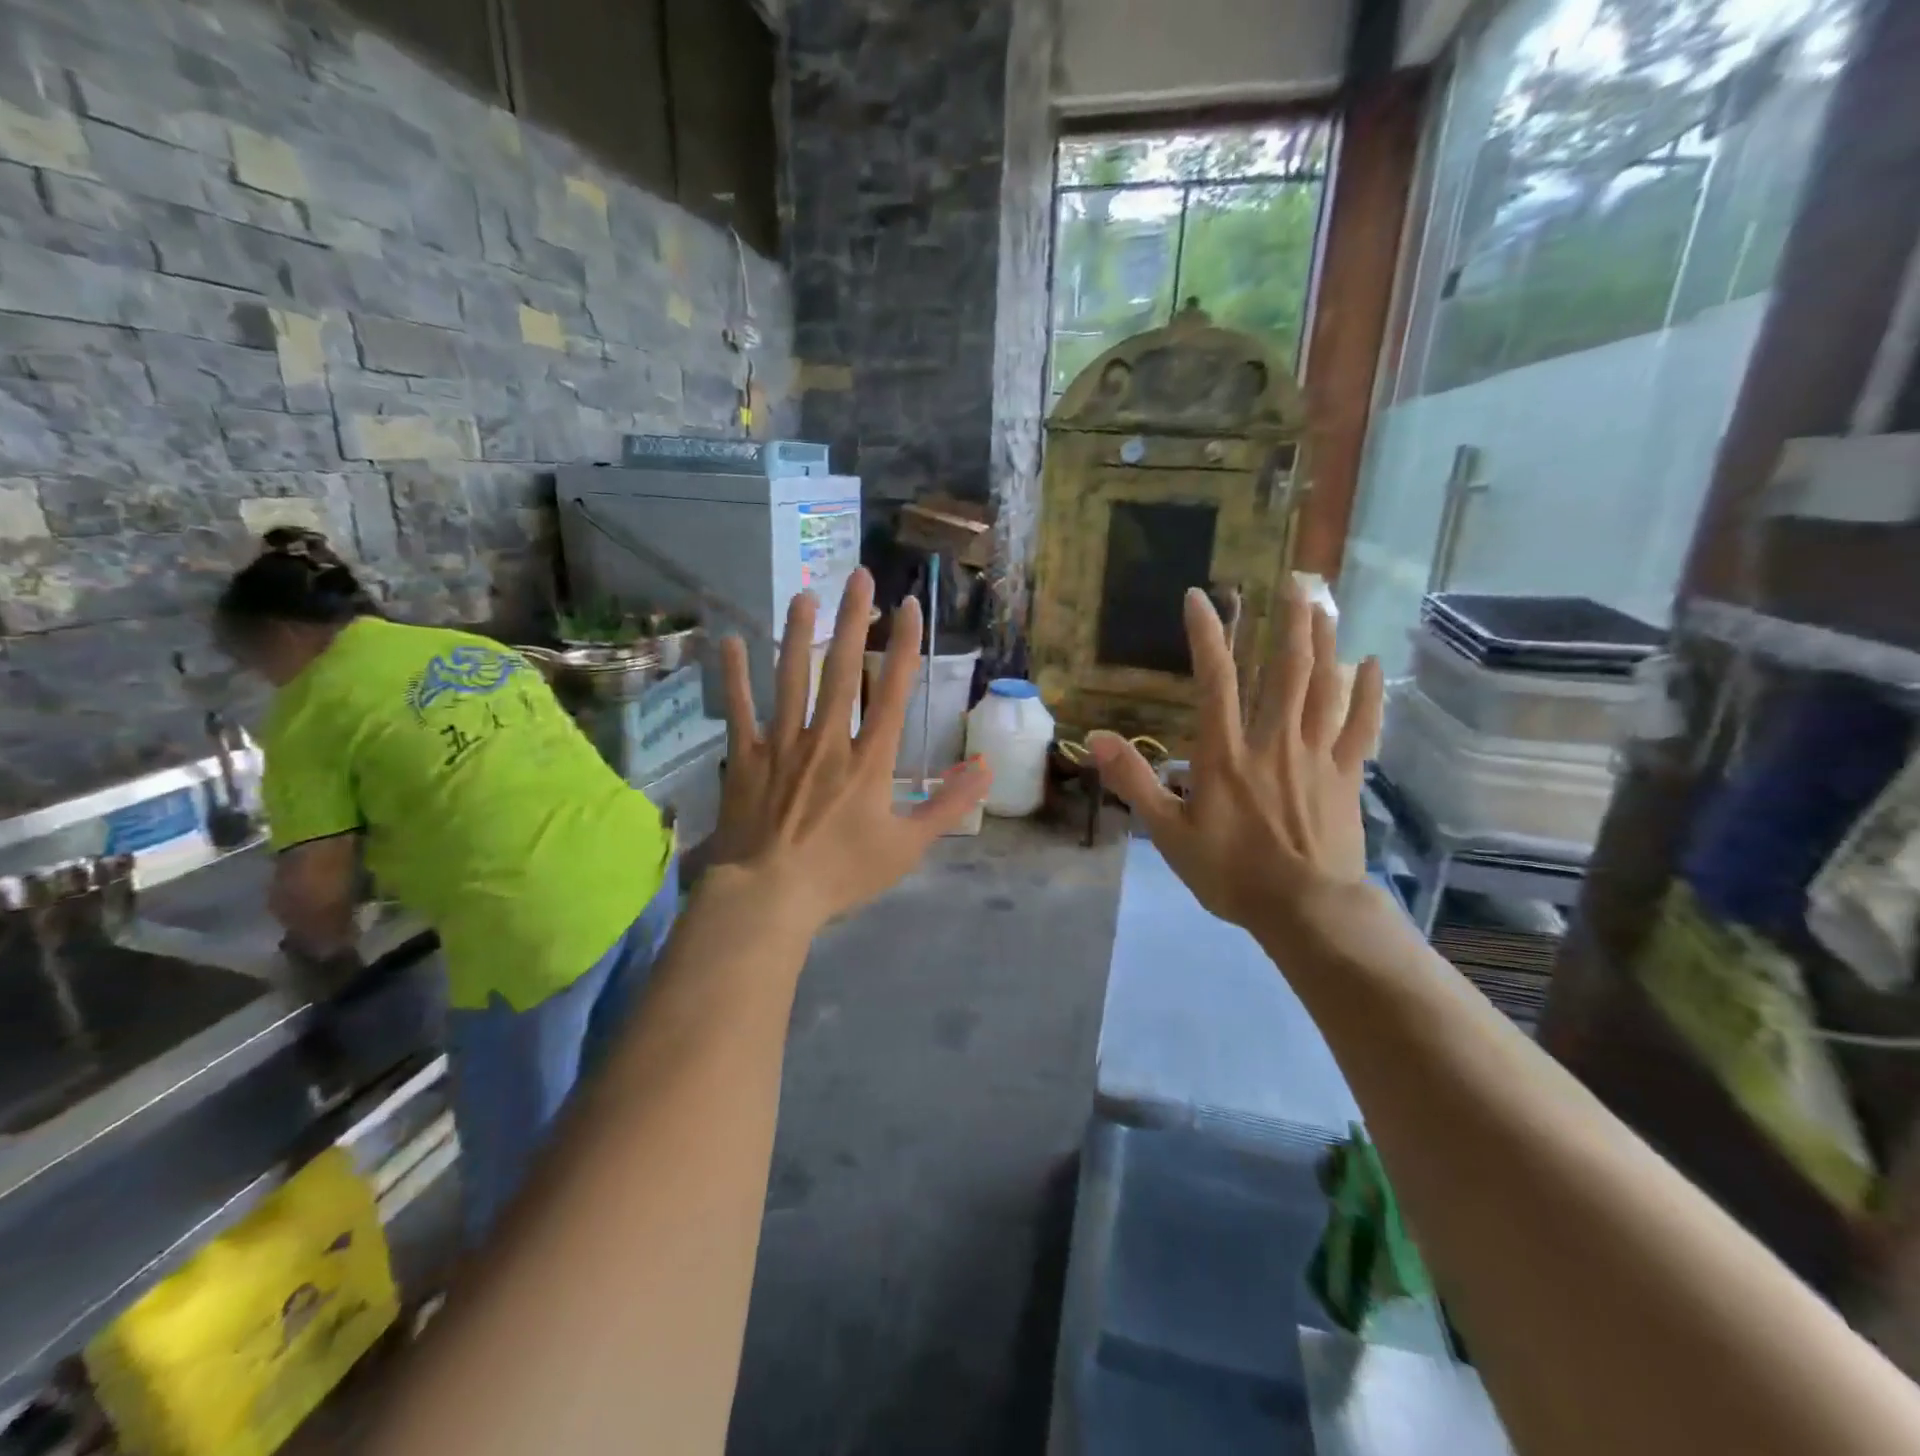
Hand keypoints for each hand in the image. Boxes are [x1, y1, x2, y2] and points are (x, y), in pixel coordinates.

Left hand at [711, 568, 990, 931]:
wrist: (770, 896)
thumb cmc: (842, 873)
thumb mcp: (907, 846)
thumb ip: (948, 805)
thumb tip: (986, 768)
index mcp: (869, 759)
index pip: (894, 691)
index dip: (905, 646)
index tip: (910, 606)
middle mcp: (827, 739)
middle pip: (842, 670)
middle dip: (854, 620)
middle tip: (859, 576)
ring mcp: (782, 745)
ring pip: (791, 678)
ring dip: (798, 634)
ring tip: (804, 594)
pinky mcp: (746, 758)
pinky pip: (740, 710)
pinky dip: (733, 676)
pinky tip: (730, 641)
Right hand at [1088, 582, 1382, 947]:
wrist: (1304, 910)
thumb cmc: (1230, 873)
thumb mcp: (1168, 833)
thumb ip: (1134, 782)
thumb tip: (1095, 737)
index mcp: (1226, 754)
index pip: (1215, 681)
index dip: (1206, 635)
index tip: (1199, 597)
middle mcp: (1273, 742)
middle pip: (1286, 671)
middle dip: (1287, 623)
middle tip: (1292, 583)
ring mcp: (1316, 756)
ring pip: (1324, 688)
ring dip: (1324, 643)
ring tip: (1324, 606)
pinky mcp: (1346, 776)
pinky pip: (1360, 725)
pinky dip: (1367, 693)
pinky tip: (1372, 664)